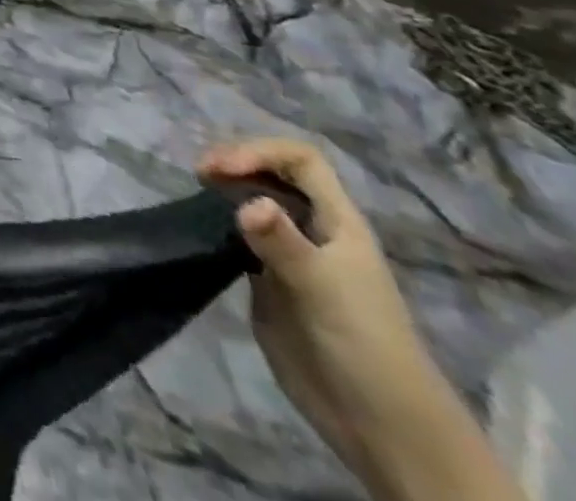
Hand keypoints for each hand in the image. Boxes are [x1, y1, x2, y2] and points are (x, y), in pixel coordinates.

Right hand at [198, 139, 449, 484]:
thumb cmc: (363, 344)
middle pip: (273, 174)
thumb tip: (247, 203)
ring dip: (225, 189)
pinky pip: (241, 237)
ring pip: (255, 201)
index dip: (260, 152)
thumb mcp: (324, 289)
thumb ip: (284, 244)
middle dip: (236, 163)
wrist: (379, 424)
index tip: (221, 169)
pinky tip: (202, 228)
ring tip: (196, 193)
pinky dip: (219, 222)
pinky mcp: (270, 281)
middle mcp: (314, 230)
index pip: (301, 160)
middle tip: (200, 175)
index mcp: (337, 222)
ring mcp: (291, 256)